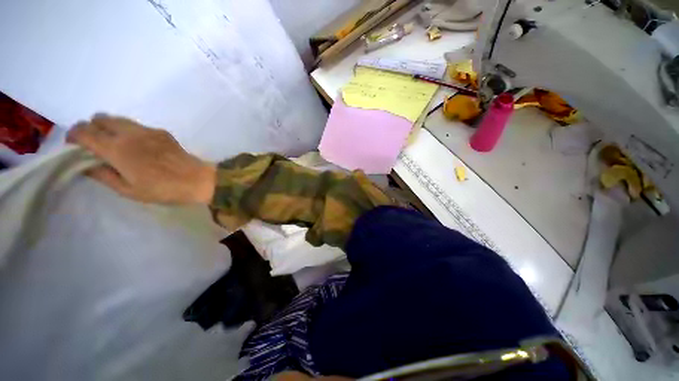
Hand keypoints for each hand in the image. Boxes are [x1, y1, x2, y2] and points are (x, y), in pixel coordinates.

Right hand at [67, 114, 215, 203]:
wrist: (197, 180)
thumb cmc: (162, 189)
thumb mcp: (128, 190)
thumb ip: (103, 175)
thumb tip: (85, 164)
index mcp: (117, 149)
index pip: (84, 132)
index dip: (73, 136)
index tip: (73, 145)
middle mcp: (129, 134)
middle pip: (100, 118)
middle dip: (90, 128)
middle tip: (93, 144)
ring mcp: (148, 130)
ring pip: (118, 119)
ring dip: (109, 127)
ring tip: (114, 144)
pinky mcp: (161, 132)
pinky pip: (137, 125)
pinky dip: (128, 131)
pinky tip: (138, 146)